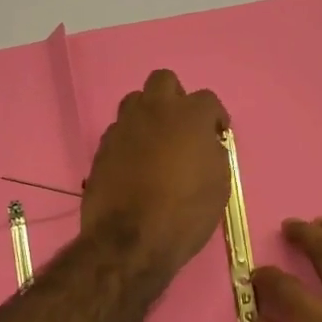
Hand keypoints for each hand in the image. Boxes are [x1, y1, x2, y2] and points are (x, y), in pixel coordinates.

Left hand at [82, 69, 229, 281]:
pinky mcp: (102, 147)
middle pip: (164, 81)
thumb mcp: (219, 185)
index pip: (207, 100)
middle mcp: (154, 111)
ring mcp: (123, 127)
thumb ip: (213, 153)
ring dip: (148, 114)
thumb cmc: (185, 213)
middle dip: (175, 97)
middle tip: (182, 125)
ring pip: (135, 101)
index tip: (217, 134)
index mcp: (189, 116)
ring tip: (157, 141)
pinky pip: (119, 130)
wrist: (130, 240)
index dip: (215, 117)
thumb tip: (205, 145)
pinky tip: (135, 163)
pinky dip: (130, 139)